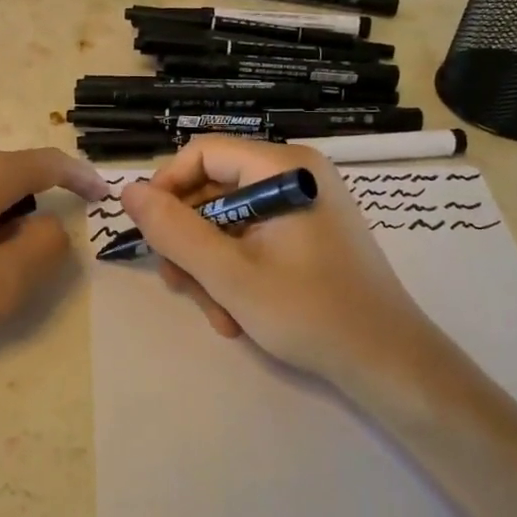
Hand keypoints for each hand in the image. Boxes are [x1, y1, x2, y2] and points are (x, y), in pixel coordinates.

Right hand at [119, 135, 428, 387]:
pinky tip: (237, 315)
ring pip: (227, 222)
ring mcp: (303, 206)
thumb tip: (128, 191)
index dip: (166, 188)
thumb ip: (174, 231)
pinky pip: (252, 239)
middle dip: (190, 242)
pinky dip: (235, 273)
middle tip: (180, 288)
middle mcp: (295, 175)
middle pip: (213, 191)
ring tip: (218, 315)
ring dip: (210, 267)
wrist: (389, 363)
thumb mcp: (230, 274)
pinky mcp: (307, 233)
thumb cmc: (311, 313)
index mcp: (284, 168)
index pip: (203, 153)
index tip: (149, 233)